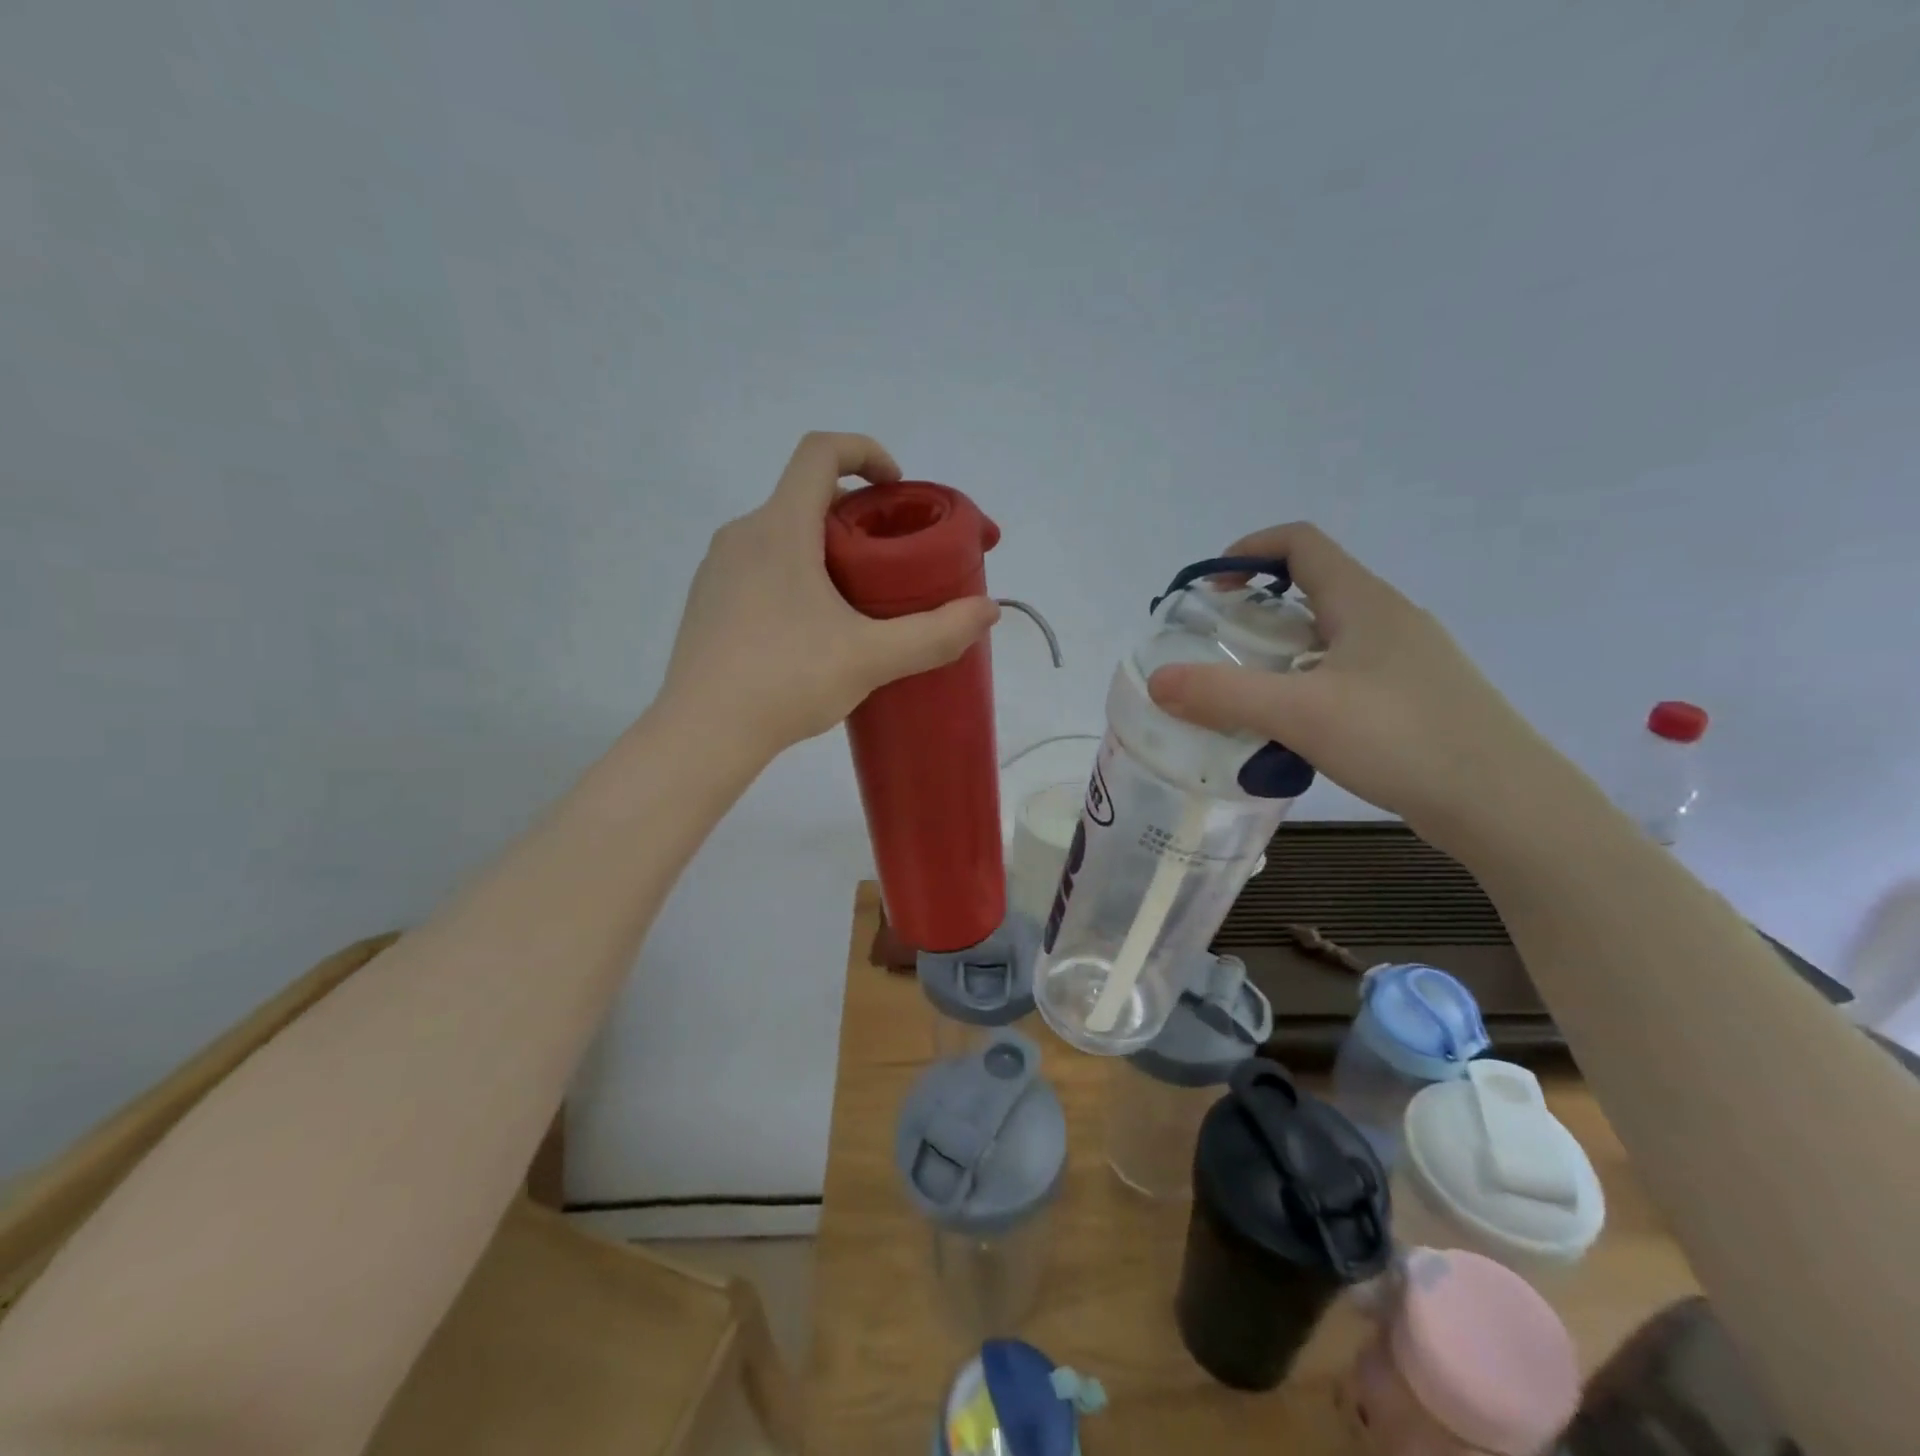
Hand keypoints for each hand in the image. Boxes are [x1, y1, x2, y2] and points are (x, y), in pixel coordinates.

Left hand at [660, 432, 1000, 763]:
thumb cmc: (787, 680)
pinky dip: (793, 575)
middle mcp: (742, 534)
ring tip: (854, 600)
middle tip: (889, 560)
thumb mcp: (872, 657)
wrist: (703, 733)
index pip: (820, 452)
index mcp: (780, 528)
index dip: (864, 451)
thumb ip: (935, 633)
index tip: (895, 486)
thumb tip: (988, 611)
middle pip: (804, 497)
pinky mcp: (706, 602)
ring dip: (822, 548)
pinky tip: (810, 630)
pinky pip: (757, 567)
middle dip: (854, 515)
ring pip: (780, 535)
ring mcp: (716, 569)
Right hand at [1146, 523, 1562, 850]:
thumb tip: (1157, 682)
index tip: (1208, 589)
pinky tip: (1292, 731)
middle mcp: (1388, 620)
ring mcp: (1406, 662)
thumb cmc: (1401, 739)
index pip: (1300, 543)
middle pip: (1310, 591)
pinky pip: (1344, 676)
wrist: (1504, 805)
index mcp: (1363, 602)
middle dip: (1254, 612)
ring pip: (1326, 639)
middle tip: (1215, 651)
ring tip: (1243, 696)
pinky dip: (1305, 688)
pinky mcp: (1414, 700)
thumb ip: (1222, 695)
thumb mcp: (1299, 713)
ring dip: (1278, 656)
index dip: (1247, 550)